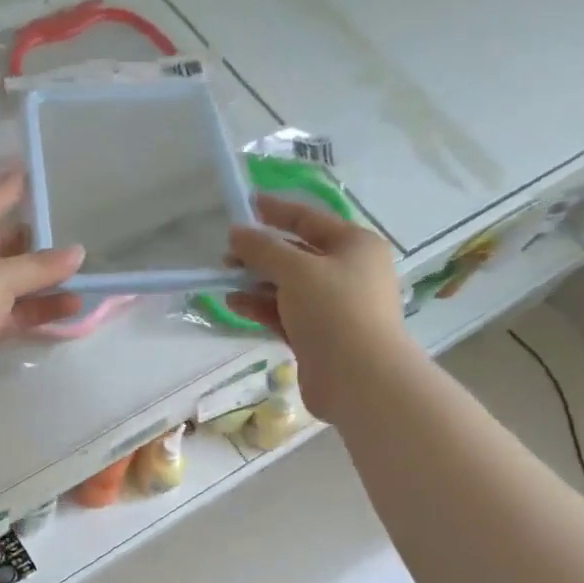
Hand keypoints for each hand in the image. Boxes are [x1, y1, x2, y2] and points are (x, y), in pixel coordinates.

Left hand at [0, 172, 84, 410]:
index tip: (34, 172)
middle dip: (36, 243)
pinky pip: (16, 313)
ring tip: (83, 274)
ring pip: (13, 282)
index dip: (10, 189)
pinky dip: (40, 309)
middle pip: (3, 245)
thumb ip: (39, 266)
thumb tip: (77, 253)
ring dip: (45, 280)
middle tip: (74, 233)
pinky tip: (72, 305)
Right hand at [226, 194, 414, 421]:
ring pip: (288, 287)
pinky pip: (285, 314)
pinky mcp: (319, 337)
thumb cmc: (334, 310)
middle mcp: (348, 272)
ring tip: (224, 281)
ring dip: (256, 282)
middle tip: (227, 254)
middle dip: (261, 253)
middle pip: (297, 254)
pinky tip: (234, 304)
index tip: (245, 205)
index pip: (310, 219)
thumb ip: (263, 249)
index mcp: (355, 245)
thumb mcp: (296, 269)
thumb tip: (237, 233)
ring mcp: (334, 307)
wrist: (359, 378)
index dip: (276, 211)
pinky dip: (261, 307)